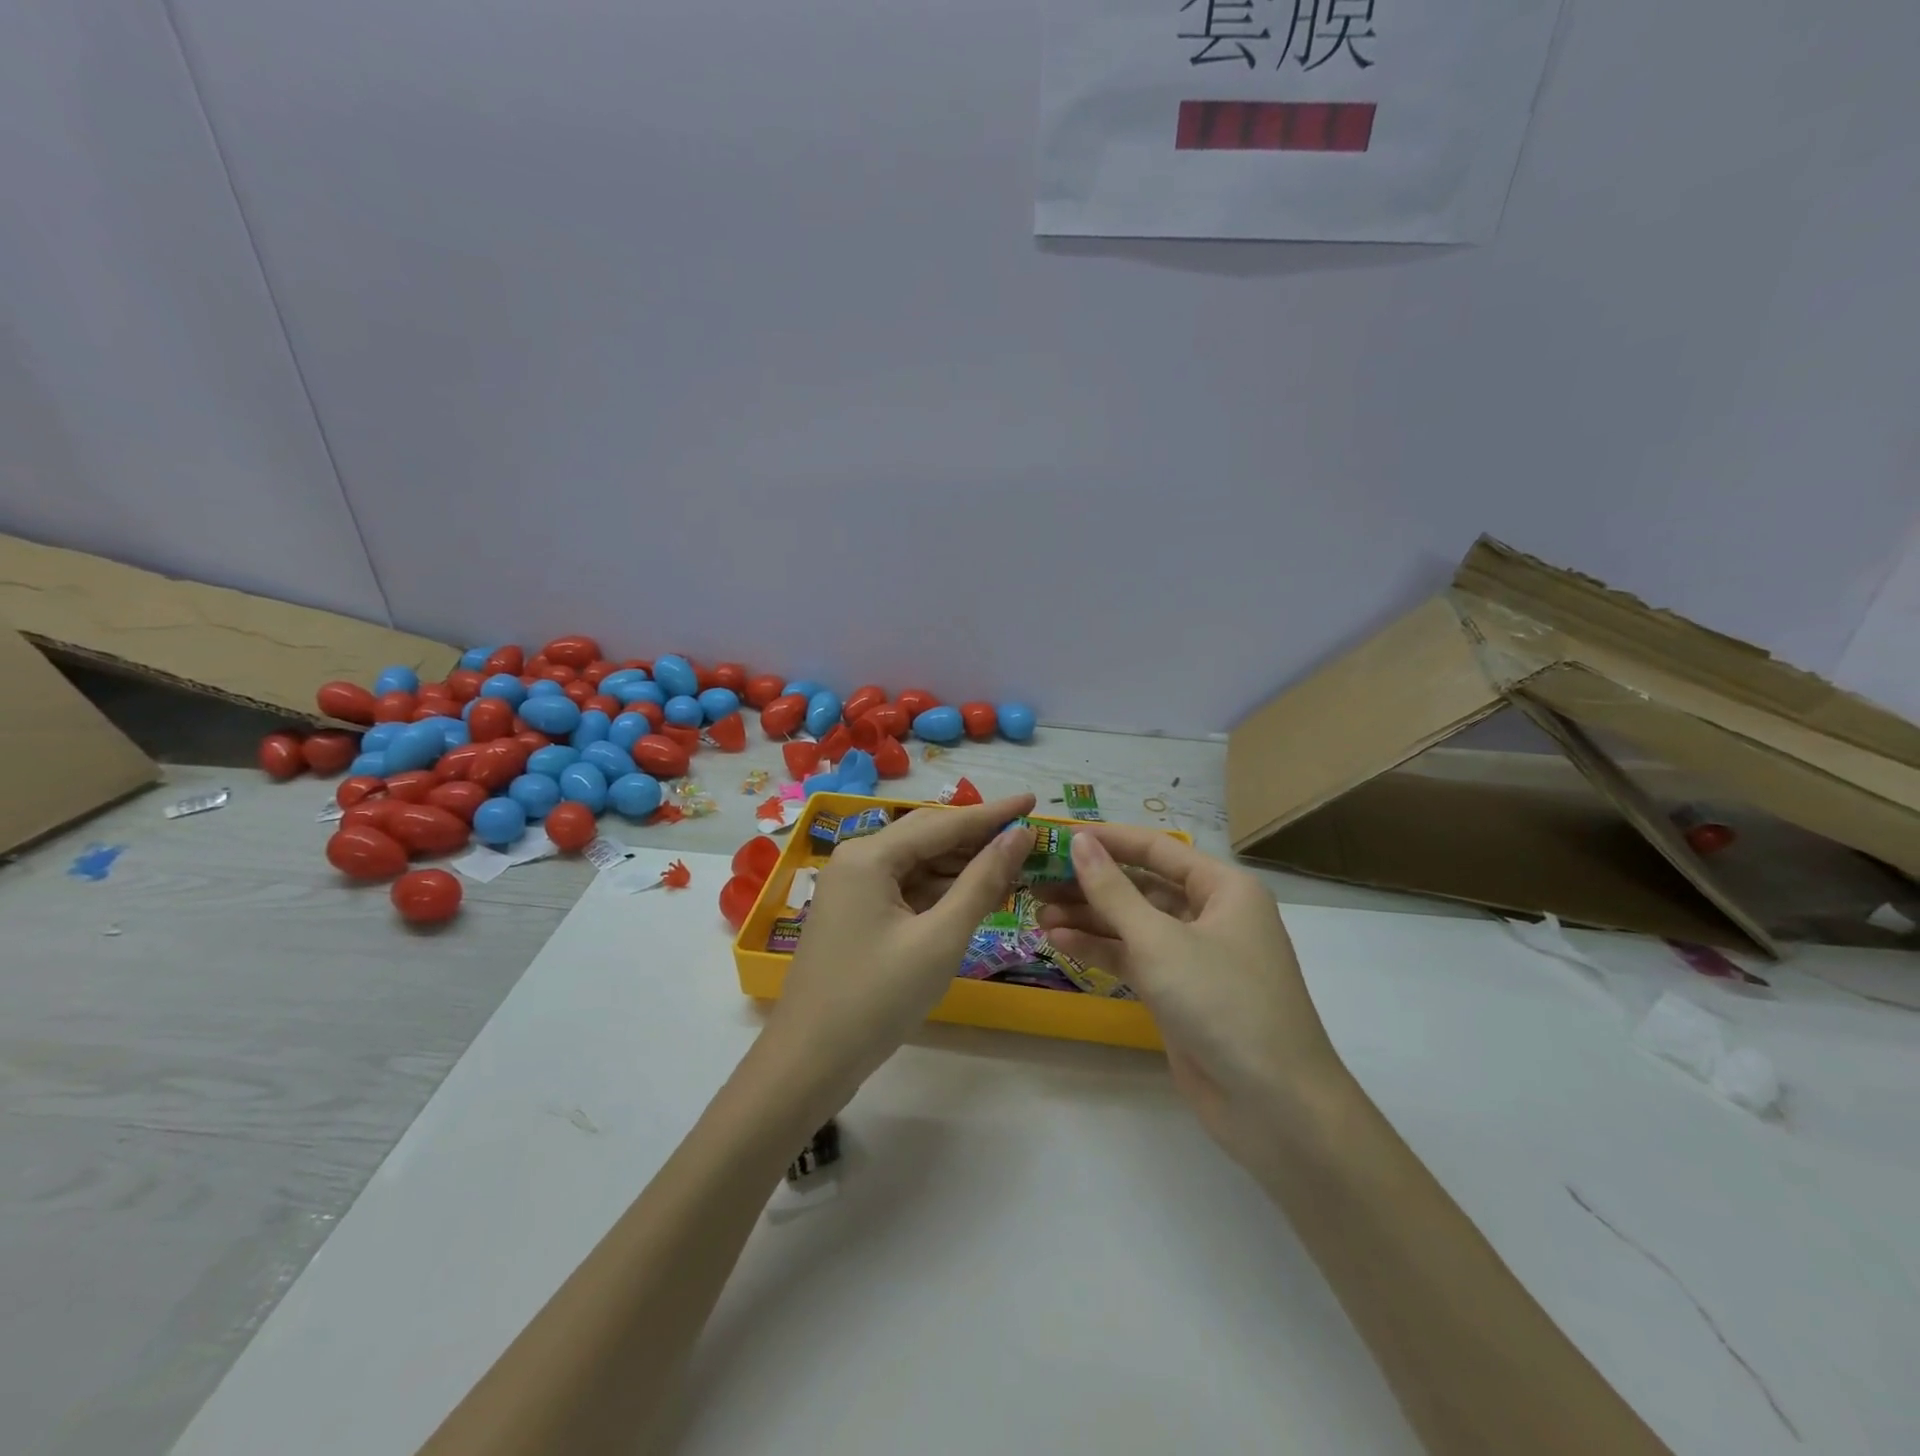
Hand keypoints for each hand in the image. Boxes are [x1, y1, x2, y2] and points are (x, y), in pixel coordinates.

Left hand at [760, 794, 1036, 1113]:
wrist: (809, 1061)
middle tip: (1027, 836)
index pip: (944, 822)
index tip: (1033, 799)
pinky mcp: (856, 914)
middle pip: (928, 836)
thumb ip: (982, 882)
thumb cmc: (877, 998)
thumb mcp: (940, 938)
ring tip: (1012, 866)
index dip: (993, 813)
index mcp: (870, 855)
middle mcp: (857, 859)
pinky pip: (905, 888)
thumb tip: (1019, 835)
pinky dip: (940, 891)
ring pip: (917, 864)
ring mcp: (853, 888)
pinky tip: (973, 896)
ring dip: (961, 866)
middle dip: (978, 837)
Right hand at [1034, 826, 1345, 1175]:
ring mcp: (1195, 956)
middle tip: (1037, 880)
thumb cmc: (1223, 1002)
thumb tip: (1079, 842)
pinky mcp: (1179, 992)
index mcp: (1223, 888)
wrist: (1275, 1106)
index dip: (1107, 840)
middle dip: (1090, 883)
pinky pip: (1134, 957)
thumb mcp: (1160, 941)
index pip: (1156, 849)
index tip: (1057, 836)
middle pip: (1141, 886)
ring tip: (1038, 913)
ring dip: (1089, 917)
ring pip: (1133, 923)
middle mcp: (1211, 914)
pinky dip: (1100, 949)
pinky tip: (1060, 942)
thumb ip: (1113, 891)